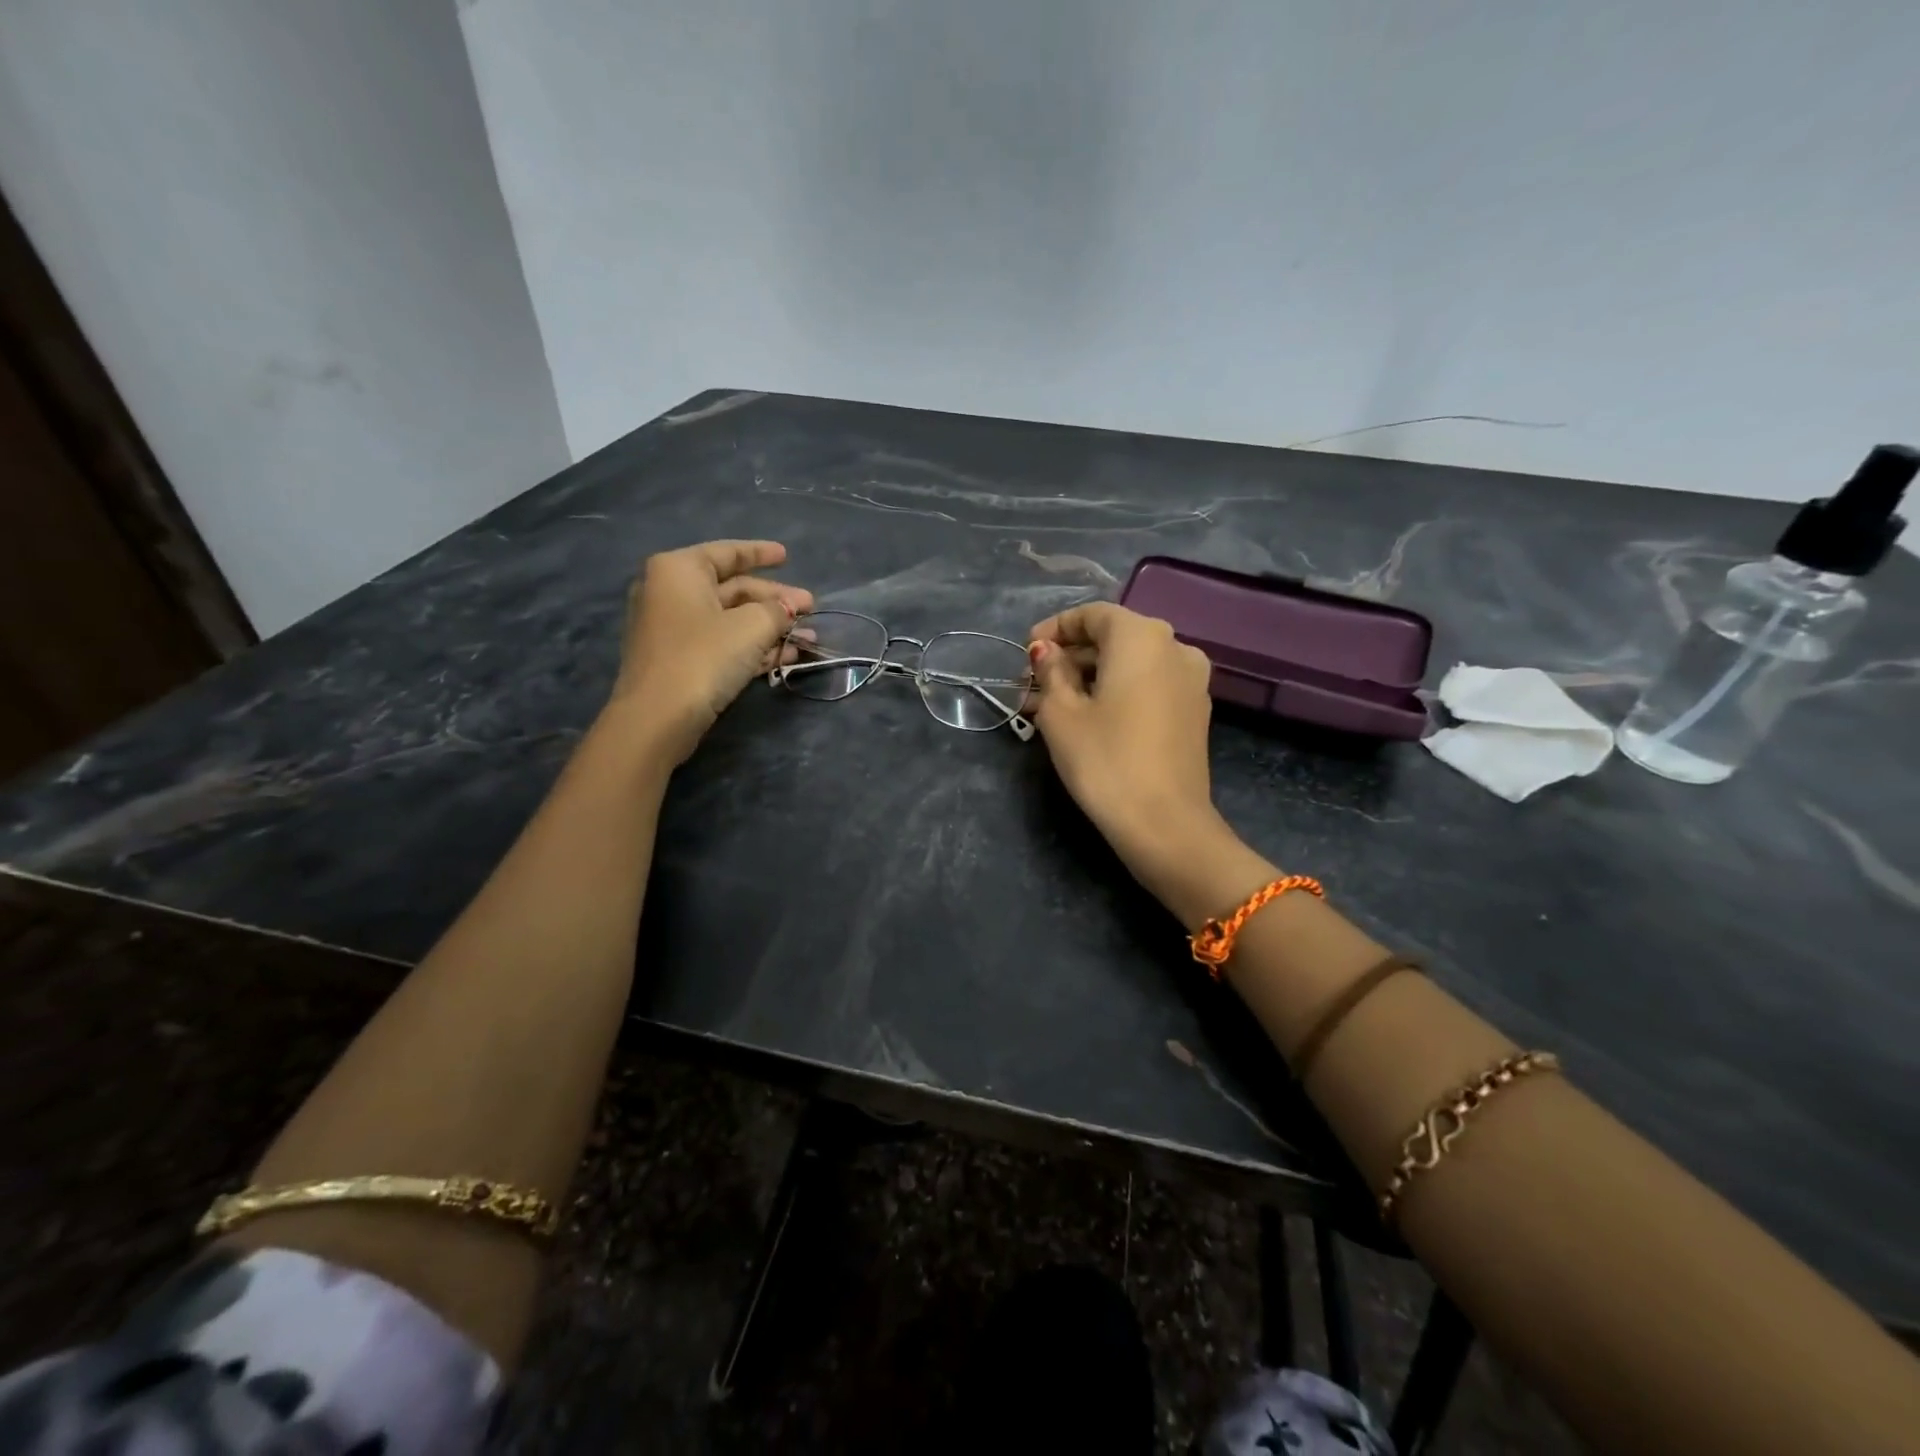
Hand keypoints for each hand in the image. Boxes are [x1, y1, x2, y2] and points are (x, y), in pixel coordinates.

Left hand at [608, 539, 812, 761]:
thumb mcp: (751, 627)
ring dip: (771, 629)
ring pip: (731, 620)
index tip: (786, 556)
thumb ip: (777, 610)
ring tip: (808, 639)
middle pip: (733, 590)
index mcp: (679, 570)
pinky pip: (723, 644)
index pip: (727, 553)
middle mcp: (671, 593)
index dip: (760, 553)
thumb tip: (790, 607)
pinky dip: (753, 647)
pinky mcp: (680, 661)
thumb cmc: (703, 657)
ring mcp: (673, 629)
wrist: (658, 718)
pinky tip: (786, 657)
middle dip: (775, 601)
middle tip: (810, 610)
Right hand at [1024, 602, 1222, 863]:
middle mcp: (1175, 647)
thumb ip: (1051, 671)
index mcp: (1142, 636)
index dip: (1054, 628)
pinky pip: (1148, 686)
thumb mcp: (1061, 713)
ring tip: (1049, 707)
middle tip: (1031, 686)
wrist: (1165, 823)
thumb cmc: (1105, 759)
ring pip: (1130, 665)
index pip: (1093, 615)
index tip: (1025, 652)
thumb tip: (1046, 652)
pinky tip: (1087, 718)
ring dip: (1090, 678)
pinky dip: (1116, 692)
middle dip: (1070, 658)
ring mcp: (1191, 680)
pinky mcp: (1195, 712)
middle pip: (1113, 639)